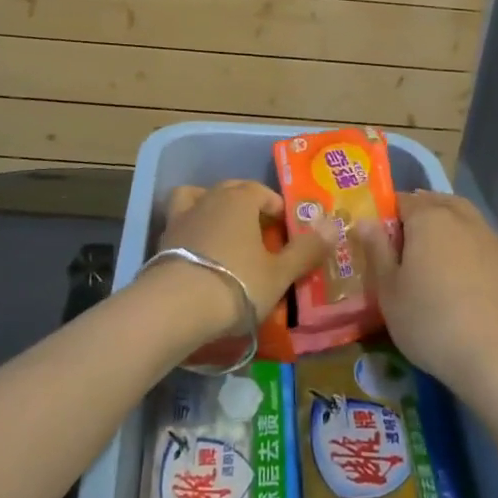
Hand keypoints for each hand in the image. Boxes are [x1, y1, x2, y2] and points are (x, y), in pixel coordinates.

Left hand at [158, 181, 327, 321]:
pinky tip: (197, 251)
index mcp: (240, 199)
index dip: (276, 207)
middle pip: (231, 191)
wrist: (176, 306)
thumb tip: (335, 224)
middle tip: (258, 232)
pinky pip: (180, 223)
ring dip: (211, 208)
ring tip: (221, 232)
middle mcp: (210, 198)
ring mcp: (182, 217)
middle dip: (246, 205)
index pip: (261, 191)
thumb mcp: (279, 273)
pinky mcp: (162, 239)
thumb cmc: (237, 283)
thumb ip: (307, 249)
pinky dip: (190, 229)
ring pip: (198, 198)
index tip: (285, 229)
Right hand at [355, 192, 497, 400]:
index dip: (389, 213)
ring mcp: (490, 238)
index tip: (379, 233)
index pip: (402, 203)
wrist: (497, 359)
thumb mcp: (389, 293)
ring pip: (467, 211)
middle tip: (405, 229)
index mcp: (426, 221)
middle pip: (435, 203)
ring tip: (438, 212)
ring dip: (450, 208)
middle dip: (419, 208)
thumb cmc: (431, 324)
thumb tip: (365, 220)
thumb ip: (377, 252)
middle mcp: (459, 218)